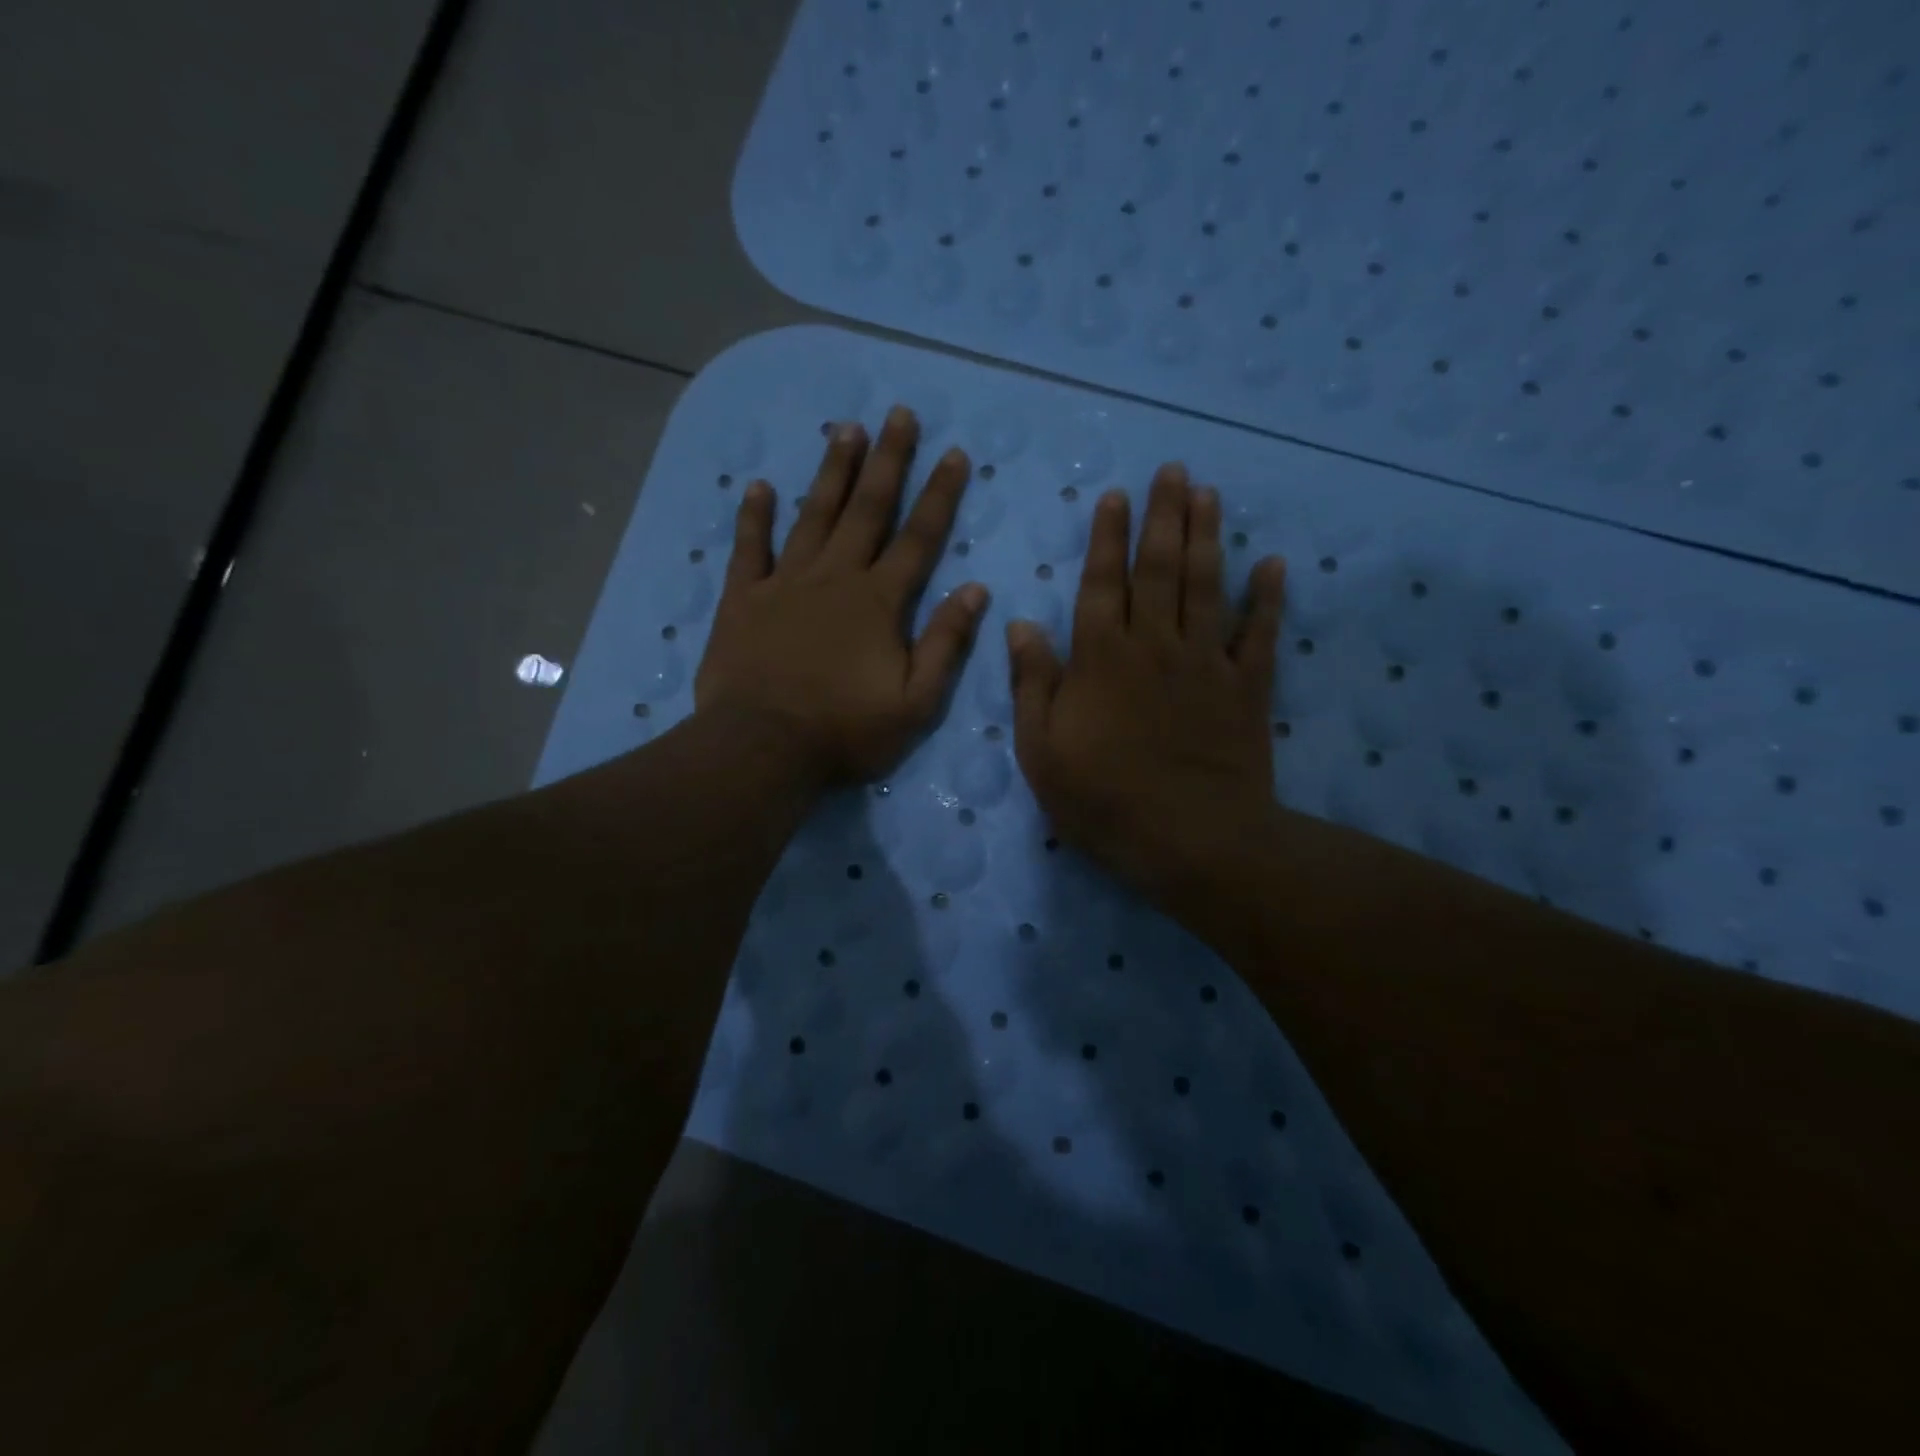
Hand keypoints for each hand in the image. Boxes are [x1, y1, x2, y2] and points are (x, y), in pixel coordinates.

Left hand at [696, 406, 989, 783]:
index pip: (919, 538)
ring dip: (832, 472)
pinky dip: (754, 517)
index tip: (955, 454)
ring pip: (813, 515)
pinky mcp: (743, 599)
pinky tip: (760, 486)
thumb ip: (945, 644)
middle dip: (888, 461)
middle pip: (867, 510)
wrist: (762, 747)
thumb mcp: (915, 703)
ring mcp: (784, 584)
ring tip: (846, 429)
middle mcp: (835, 578)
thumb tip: (975, 590)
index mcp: (879, 602)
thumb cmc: (844, 731)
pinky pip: (749, 548)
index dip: (940, 495)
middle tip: (899, 414)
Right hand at [1007, 464, 1285, 903]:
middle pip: (1160, 569)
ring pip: (1207, 586)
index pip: (1102, 584)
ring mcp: (1206, 663)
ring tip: (1210, 494)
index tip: (1114, 496)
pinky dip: (1269, 598)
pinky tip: (1275, 564)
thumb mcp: (1041, 752)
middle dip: (1163, 516)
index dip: (1107, 538)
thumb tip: (1020, 625)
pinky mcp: (1247, 688)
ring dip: (1208, 537)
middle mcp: (1155, 645)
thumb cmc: (1104, 800)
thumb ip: (1032, 684)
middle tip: (1172, 471)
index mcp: (1101, 659)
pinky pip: (1261, 633)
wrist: (1192, 841)